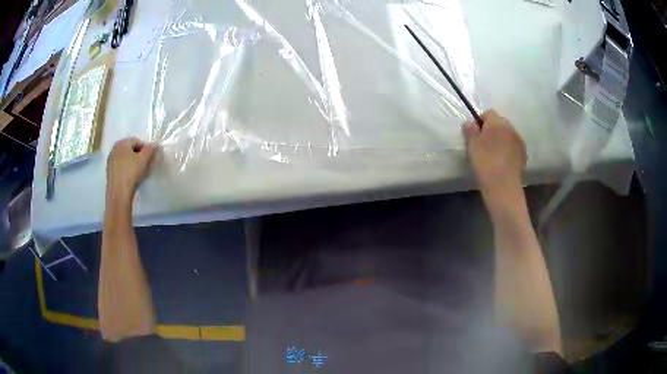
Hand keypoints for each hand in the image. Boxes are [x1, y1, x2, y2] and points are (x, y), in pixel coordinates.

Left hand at [106, 138, 156, 201]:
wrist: (119, 193)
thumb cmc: (131, 173)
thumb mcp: (144, 159)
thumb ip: (150, 149)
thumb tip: (154, 144)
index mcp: (122, 143)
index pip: (137, 141)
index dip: (146, 149)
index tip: (150, 159)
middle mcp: (114, 149)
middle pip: (130, 149)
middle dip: (139, 156)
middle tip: (145, 165)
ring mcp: (110, 161)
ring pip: (125, 158)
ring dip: (133, 163)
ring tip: (139, 173)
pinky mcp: (109, 172)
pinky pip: (121, 167)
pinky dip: (127, 169)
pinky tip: (131, 178)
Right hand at [463, 110, 526, 191]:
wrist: (503, 184)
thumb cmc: (484, 162)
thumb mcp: (472, 146)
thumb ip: (470, 131)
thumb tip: (470, 123)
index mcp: (496, 122)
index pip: (488, 113)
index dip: (481, 121)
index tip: (476, 133)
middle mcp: (510, 128)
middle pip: (500, 122)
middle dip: (493, 129)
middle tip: (485, 143)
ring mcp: (519, 140)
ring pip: (508, 134)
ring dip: (502, 139)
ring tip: (495, 153)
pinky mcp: (523, 153)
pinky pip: (514, 146)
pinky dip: (509, 149)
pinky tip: (503, 161)